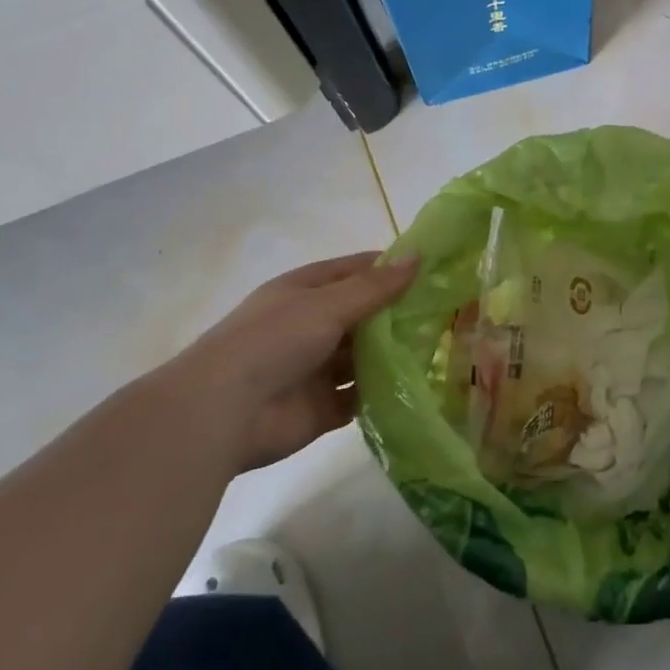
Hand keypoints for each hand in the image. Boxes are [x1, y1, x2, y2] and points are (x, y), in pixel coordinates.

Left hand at [155, 251, 418, 473]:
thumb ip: (375, 287)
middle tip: (448, 312)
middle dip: (399, 314)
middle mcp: (310, 326)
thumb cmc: (272, 342)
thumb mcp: (327, 304)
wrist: (221, 413)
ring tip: (442, 348)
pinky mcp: (322, 409)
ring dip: (394, 355)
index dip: (390, 268)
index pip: (355, 271)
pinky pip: (360, 397)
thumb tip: (418, 257)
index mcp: (305, 292)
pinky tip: (418, 387)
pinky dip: (383, 393)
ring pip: (364, 357)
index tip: (433, 269)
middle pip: (363, 315)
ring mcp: (315, 369)